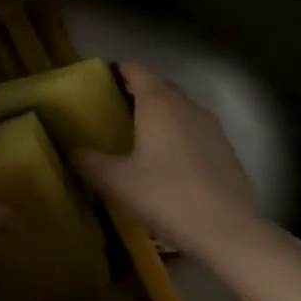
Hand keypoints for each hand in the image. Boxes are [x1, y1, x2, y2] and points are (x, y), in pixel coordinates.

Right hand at [69, 61, 266, 269]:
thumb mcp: (115, 182)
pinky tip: (170, 163)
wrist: (228, 231)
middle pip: (159, 86)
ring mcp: (211, 127)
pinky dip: (180, 135)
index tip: (102, 80)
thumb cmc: (165, 196)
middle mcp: (186, 105)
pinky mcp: (226, 150)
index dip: (118, 69)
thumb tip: (72, 151)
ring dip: (161, 114)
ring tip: (142, 136)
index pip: (136, 69)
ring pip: (180, 108)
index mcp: (157, 103)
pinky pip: (196, 130)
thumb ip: (88, 162)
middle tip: (116, 111)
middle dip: (138, 92)